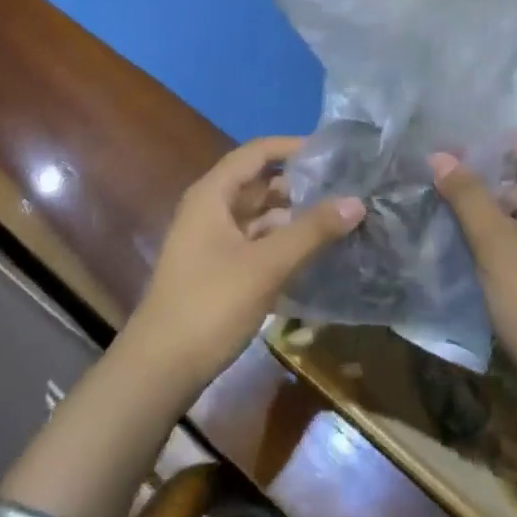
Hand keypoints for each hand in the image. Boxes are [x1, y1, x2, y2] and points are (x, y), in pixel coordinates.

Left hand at [121, 136, 364, 403]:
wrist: (159, 370)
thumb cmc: (210, 305)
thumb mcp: (267, 265)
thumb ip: (312, 230)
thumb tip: (357, 200)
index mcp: (213, 194)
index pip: (257, 152)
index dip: (293, 147)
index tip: (332, 152)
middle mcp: (210, 209)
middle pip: (259, 182)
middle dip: (300, 184)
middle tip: (345, 187)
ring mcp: (212, 241)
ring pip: (259, 215)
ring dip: (293, 215)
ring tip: (338, 218)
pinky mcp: (217, 269)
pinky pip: (255, 242)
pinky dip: (282, 241)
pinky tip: (313, 253)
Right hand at [431, 137, 516, 411]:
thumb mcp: (498, 245)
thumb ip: (468, 196)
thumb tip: (439, 154)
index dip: (485, 139)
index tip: (442, 135)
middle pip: (515, 175)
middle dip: (474, 169)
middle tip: (426, 162)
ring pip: (509, 208)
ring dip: (475, 201)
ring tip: (428, 191)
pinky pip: (510, 237)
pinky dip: (483, 231)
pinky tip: (447, 231)